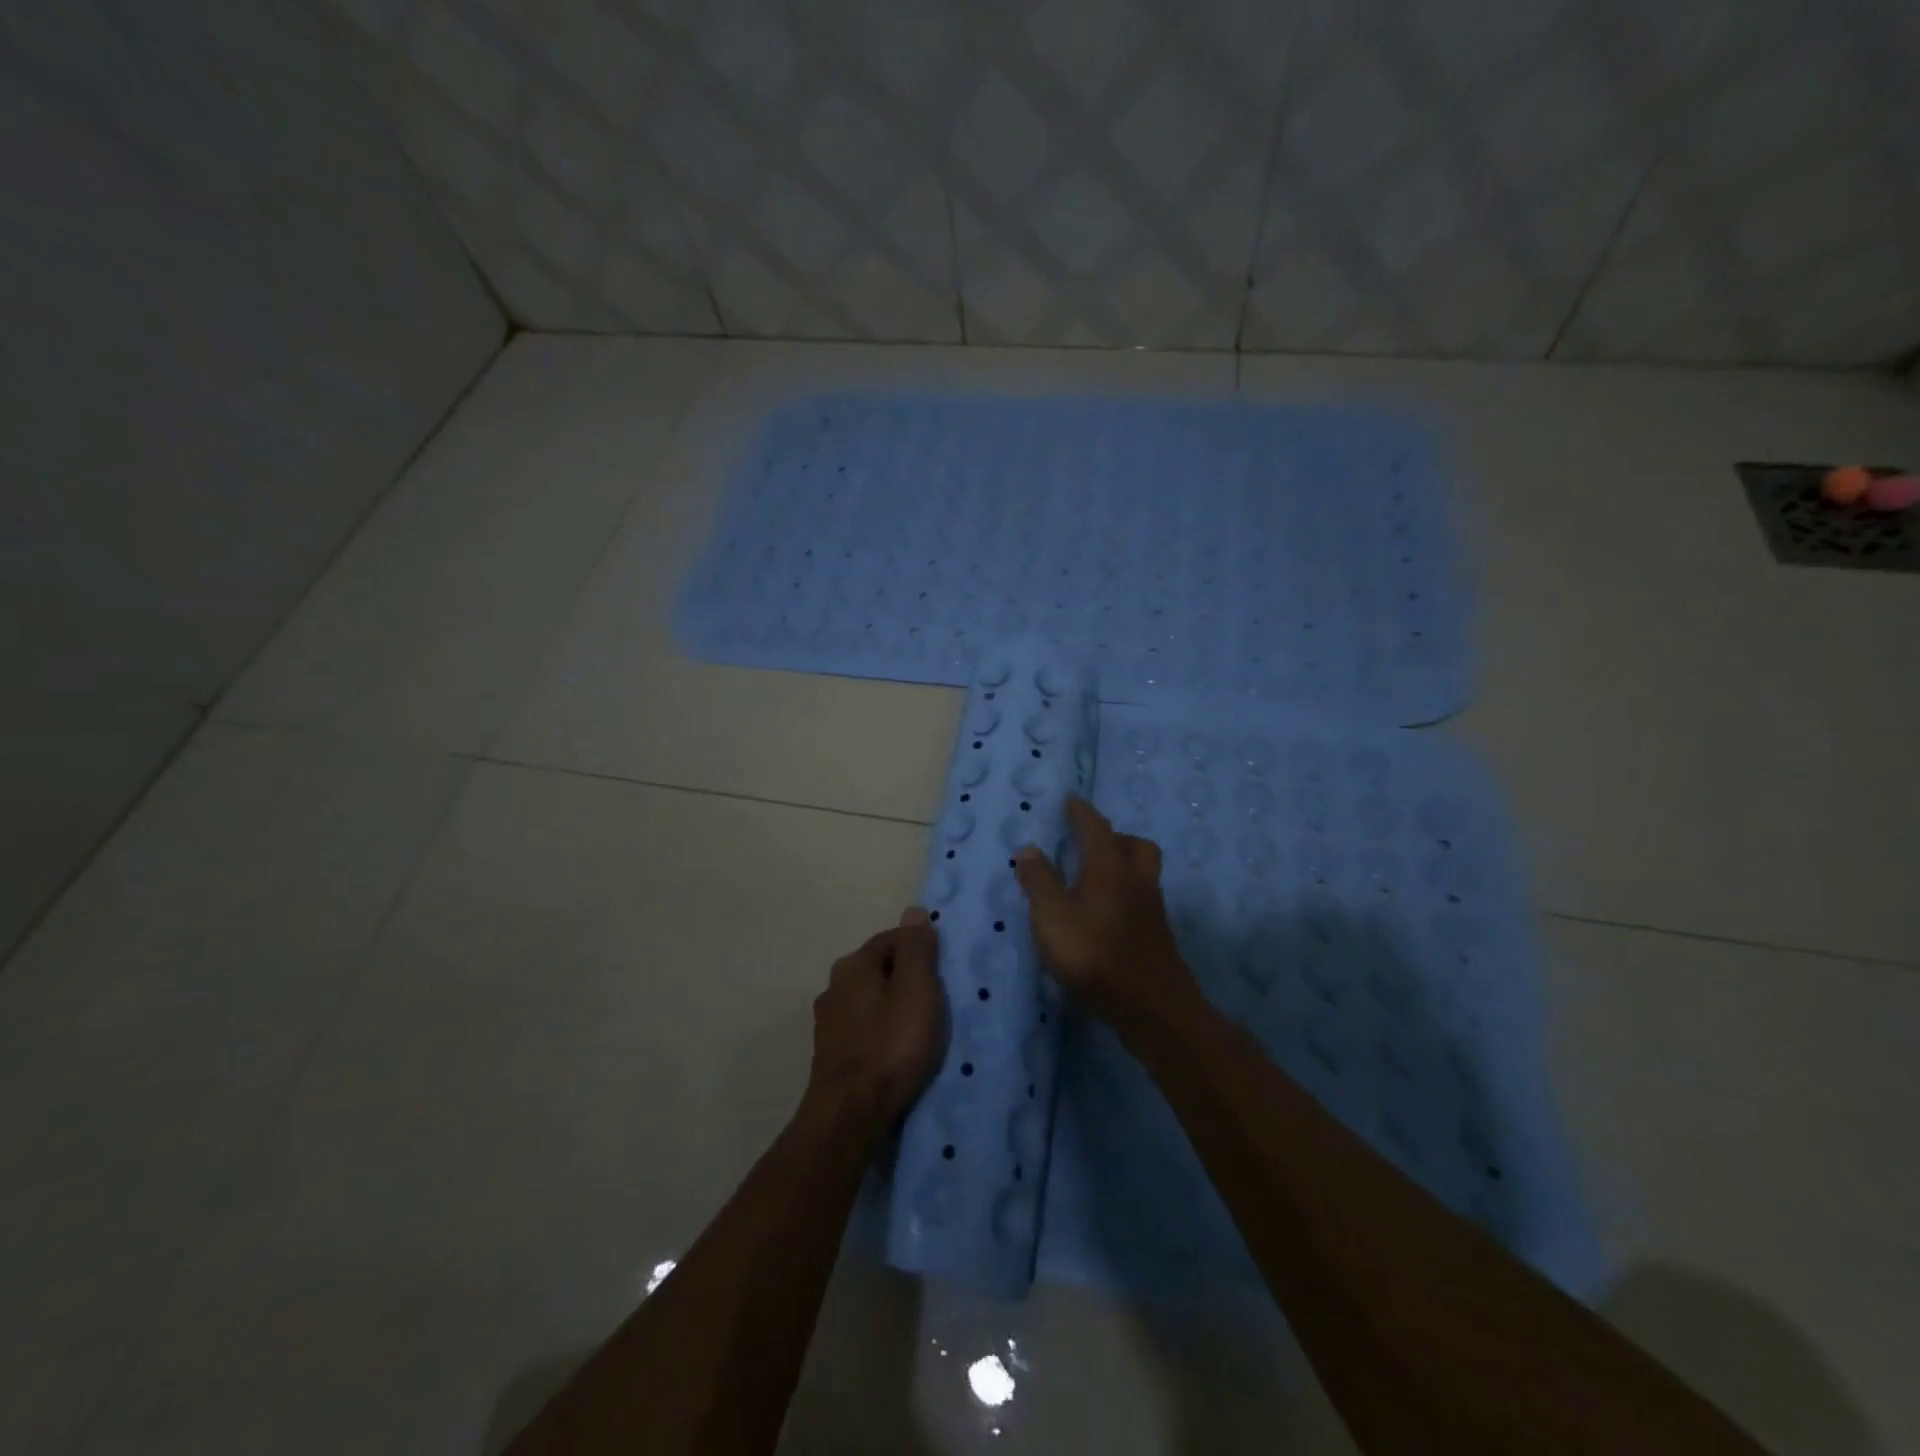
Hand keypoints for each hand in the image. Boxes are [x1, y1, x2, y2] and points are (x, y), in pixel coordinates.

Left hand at [806, 907, 946, 1127]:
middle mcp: (834, 984)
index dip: (920, 951)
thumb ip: (916, 949)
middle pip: (878, 968)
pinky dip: (878, 1031)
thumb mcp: (917, 990)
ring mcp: (827, 1020)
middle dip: (905, 979)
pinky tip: (892, 1051)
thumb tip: (914, 910)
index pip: (893, 939)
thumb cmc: (891, 1045)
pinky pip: (862, 1027)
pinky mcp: (828, 1051)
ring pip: (868, 999)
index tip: (942, 974)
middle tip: (934, 1003)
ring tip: (916, 1030)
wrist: (850, 1113)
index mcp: (854, 963)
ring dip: (890, 1007)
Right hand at [1015, 797, 1197, 1031]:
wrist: (1154, 1009)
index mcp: (1110, 868)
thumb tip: (1028, 849)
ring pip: (1142, 873)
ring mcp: (1152, 910)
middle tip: (1090, 844)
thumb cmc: (1096, 956)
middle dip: (1114, 837)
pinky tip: (1106, 915)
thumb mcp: (1052, 918)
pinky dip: (1124, 894)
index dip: (1081, 812)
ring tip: (1094, 879)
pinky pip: (1142, 898)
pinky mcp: (1157, 936)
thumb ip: (1039, 882)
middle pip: (1135, 846)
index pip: (1095, 828)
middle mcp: (1137, 881)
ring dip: (1122, 865)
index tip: (1070, 799)